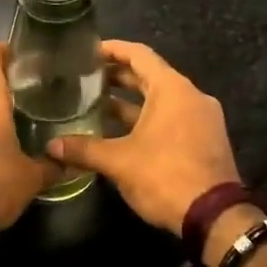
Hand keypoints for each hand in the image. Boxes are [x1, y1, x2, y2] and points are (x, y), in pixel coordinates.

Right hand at [48, 40, 240, 234]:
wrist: (215, 217)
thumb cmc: (165, 176)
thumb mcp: (119, 161)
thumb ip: (84, 149)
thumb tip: (51, 146)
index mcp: (172, 89)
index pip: (139, 55)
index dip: (113, 49)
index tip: (88, 50)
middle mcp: (191, 95)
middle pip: (150, 75)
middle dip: (118, 76)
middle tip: (86, 78)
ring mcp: (201, 118)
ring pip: (161, 99)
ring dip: (132, 101)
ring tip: (98, 104)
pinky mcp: (205, 139)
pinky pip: (172, 117)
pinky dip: (148, 117)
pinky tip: (123, 132)